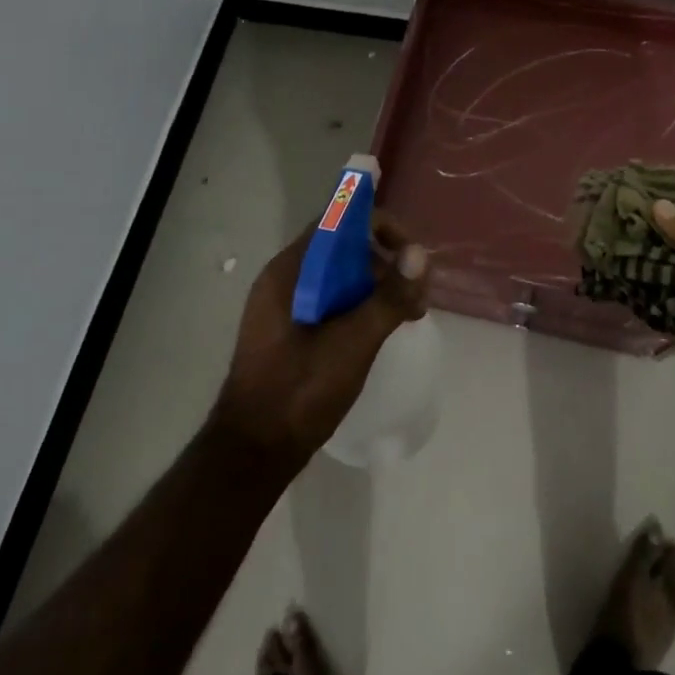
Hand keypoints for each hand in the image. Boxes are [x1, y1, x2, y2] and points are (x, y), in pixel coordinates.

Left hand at [211, 211, 429, 467]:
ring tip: (406, 316)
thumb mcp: (353, 342)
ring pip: (340, 275)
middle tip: (416, 297)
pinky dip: (360, 305)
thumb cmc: (300, 391)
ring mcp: (285, 305)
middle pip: (344, 246)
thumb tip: (420, 254)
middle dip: (385, 262)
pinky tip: (379, 331)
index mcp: (290, 270)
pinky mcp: (290, 329)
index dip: (380, 227)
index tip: (411, 257)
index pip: (340, 221)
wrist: (253, 453)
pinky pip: (331, 299)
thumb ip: (388, 296)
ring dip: (376, 287)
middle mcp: (285, 278)